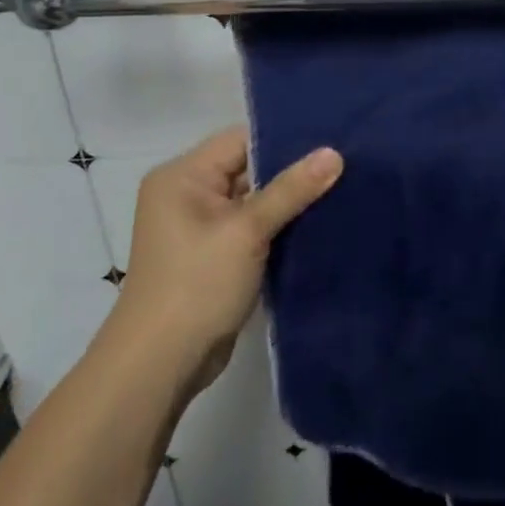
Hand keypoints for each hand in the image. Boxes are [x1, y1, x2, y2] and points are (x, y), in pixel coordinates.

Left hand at [114, 128, 341, 390]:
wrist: (159, 366)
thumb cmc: (196, 285)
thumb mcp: (247, 231)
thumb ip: (292, 189)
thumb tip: (335, 153)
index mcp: (183, 176)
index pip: (242, 140)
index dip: (286, 139)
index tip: (333, 140)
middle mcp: (187, 193)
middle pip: (249, 167)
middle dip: (293, 170)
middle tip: (345, 163)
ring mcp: (200, 226)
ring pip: (254, 199)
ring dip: (289, 200)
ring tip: (340, 188)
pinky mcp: (214, 254)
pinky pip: (252, 226)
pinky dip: (279, 225)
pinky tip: (319, 221)